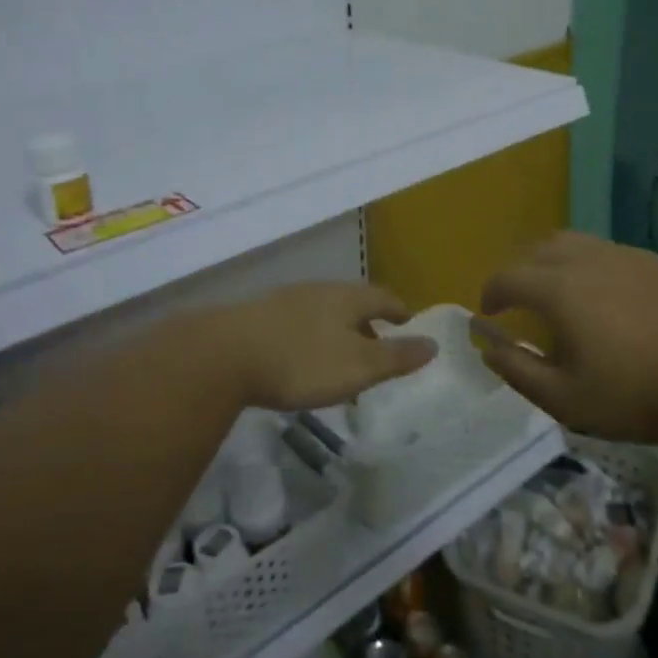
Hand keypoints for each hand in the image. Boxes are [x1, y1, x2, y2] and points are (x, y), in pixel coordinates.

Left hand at [201, 283, 436, 411]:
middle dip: (368, 325)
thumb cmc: (302, 361)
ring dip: (338, 335)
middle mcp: (319, 291)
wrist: (224, 354)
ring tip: (341, 362)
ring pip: (324, 314)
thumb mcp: (358, 366)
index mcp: (347, 298)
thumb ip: (396, 357)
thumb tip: (433, 344)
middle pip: (352, 303)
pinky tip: (301, 363)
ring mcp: (286, 301)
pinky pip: (298, 325)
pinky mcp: (259, 317)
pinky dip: (311, 341)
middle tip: (378, 351)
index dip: (399, 311)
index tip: (408, 324)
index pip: (384, 297)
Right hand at [478, 232, 657, 442]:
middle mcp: (586, 259)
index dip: (491, 294)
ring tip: (553, 291)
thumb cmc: (640, 395)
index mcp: (559, 289)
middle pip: (536, 250)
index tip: (488, 314)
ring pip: (571, 242)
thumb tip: (489, 350)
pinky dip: (585, 263)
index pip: (507, 277)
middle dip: (517, 272)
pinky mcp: (654, 261)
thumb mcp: (567, 401)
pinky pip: (604, 250)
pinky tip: (601, 294)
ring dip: (549, 262)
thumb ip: (519, 372)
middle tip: (516, 301)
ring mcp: (623, 255)